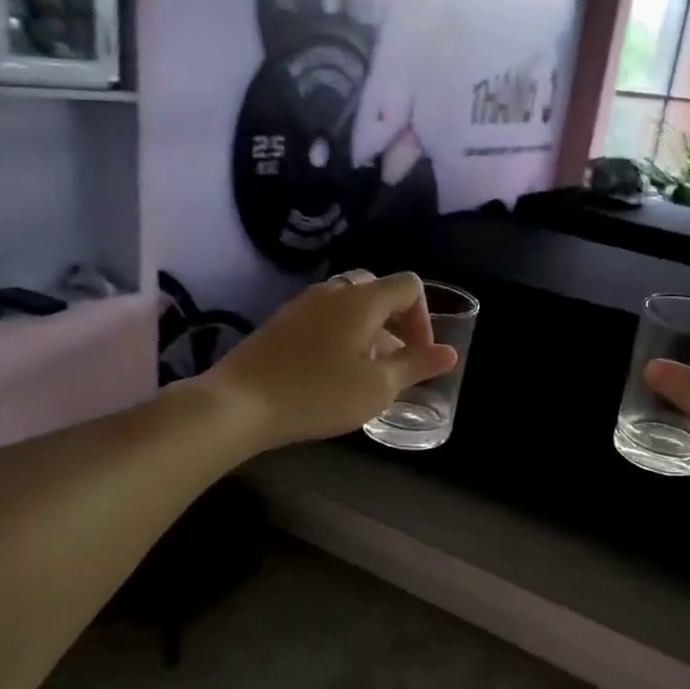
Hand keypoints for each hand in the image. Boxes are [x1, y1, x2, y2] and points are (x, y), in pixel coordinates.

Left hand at [201, 271, 457, 451]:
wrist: (240, 402)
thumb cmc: (319, 393)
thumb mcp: (377, 387)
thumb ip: (416, 366)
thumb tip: (449, 353)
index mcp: (362, 299)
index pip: (409, 286)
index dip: (424, 318)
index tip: (419, 355)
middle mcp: (333, 291)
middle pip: (377, 290)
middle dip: (395, 322)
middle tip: (394, 360)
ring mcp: (302, 305)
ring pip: (348, 305)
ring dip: (367, 331)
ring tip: (365, 372)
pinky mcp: (281, 323)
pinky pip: (323, 318)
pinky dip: (340, 336)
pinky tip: (331, 373)